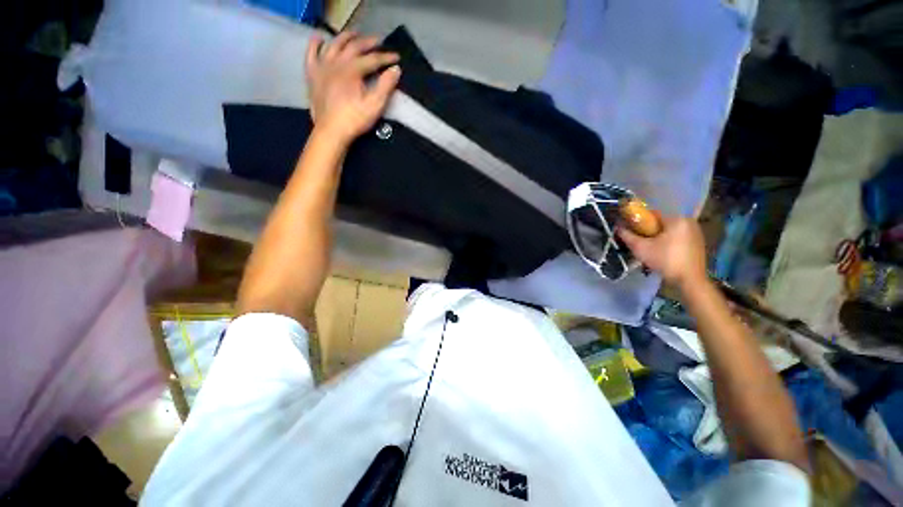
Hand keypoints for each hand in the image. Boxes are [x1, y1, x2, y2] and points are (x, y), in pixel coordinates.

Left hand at [305, 32, 400, 144]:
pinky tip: (320, 38)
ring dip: (345, 37)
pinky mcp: (312, 74)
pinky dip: (315, 43)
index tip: (396, 58)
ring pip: (333, 44)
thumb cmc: (354, 120)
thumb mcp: (374, 105)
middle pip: (353, 46)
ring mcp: (322, 66)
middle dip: (368, 42)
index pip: (372, 59)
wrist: (331, 131)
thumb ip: (386, 86)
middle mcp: (336, 62)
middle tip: (378, 41)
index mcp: (352, 70)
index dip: (386, 58)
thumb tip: (396, 70)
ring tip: (354, 35)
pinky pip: (311, 53)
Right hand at [617, 215, 707, 289]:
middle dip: (649, 231)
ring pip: (670, 231)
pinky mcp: (698, 242)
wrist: (689, 280)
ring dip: (658, 238)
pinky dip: (669, 242)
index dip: (639, 222)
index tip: (632, 231)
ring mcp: (696, 232)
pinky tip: (663, 253)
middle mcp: (688, 222)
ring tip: (650, 249)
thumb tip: (618, 228)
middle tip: (640, 242)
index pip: (652, 214)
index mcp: (676, 219)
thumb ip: (627, 236)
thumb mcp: (641, 248)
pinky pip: (678, 238)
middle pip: (661, 223)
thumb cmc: (665, 260)